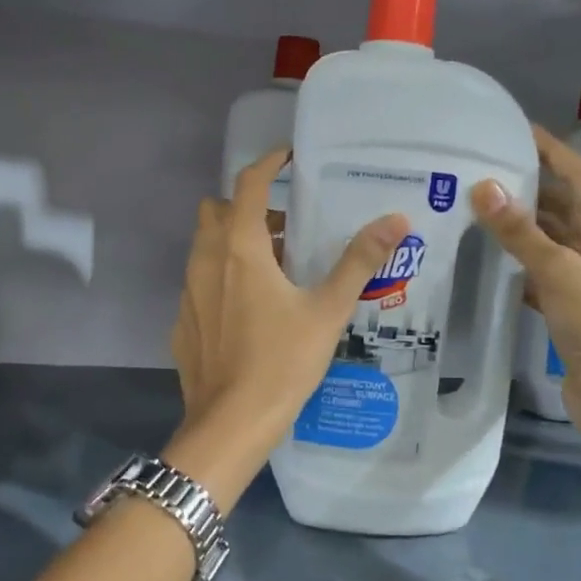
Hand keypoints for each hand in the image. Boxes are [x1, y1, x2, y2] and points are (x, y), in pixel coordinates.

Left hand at [166, 149, 407, 502]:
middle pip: (218, 211)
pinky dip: (222, 278)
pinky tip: (249, 309)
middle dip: (249, 207)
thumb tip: (397, 220)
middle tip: (287, 225)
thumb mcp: (327, 310)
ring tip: (276, 267)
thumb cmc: (281, 363)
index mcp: (239, 248)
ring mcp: (188, 293)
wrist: (230, 424)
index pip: (249, 184)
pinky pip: (201, 283)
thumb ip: (359, 261)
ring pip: (206, 247)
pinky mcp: (184, 322)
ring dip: (235, 242)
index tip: (289, 156)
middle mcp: (205, 261)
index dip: (268, 163)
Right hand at [471, 125, 580, 440]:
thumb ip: (520, 233)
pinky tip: (490, 255)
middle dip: (530, 186)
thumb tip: (483, 188)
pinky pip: (544, 268)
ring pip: (553, 238)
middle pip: (566, 205)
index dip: (552, 151)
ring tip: (479, 205)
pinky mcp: (574, 303)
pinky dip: (520, 259)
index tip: (516, 130)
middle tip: (486, 167)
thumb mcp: (559, 274)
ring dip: (522, 224)